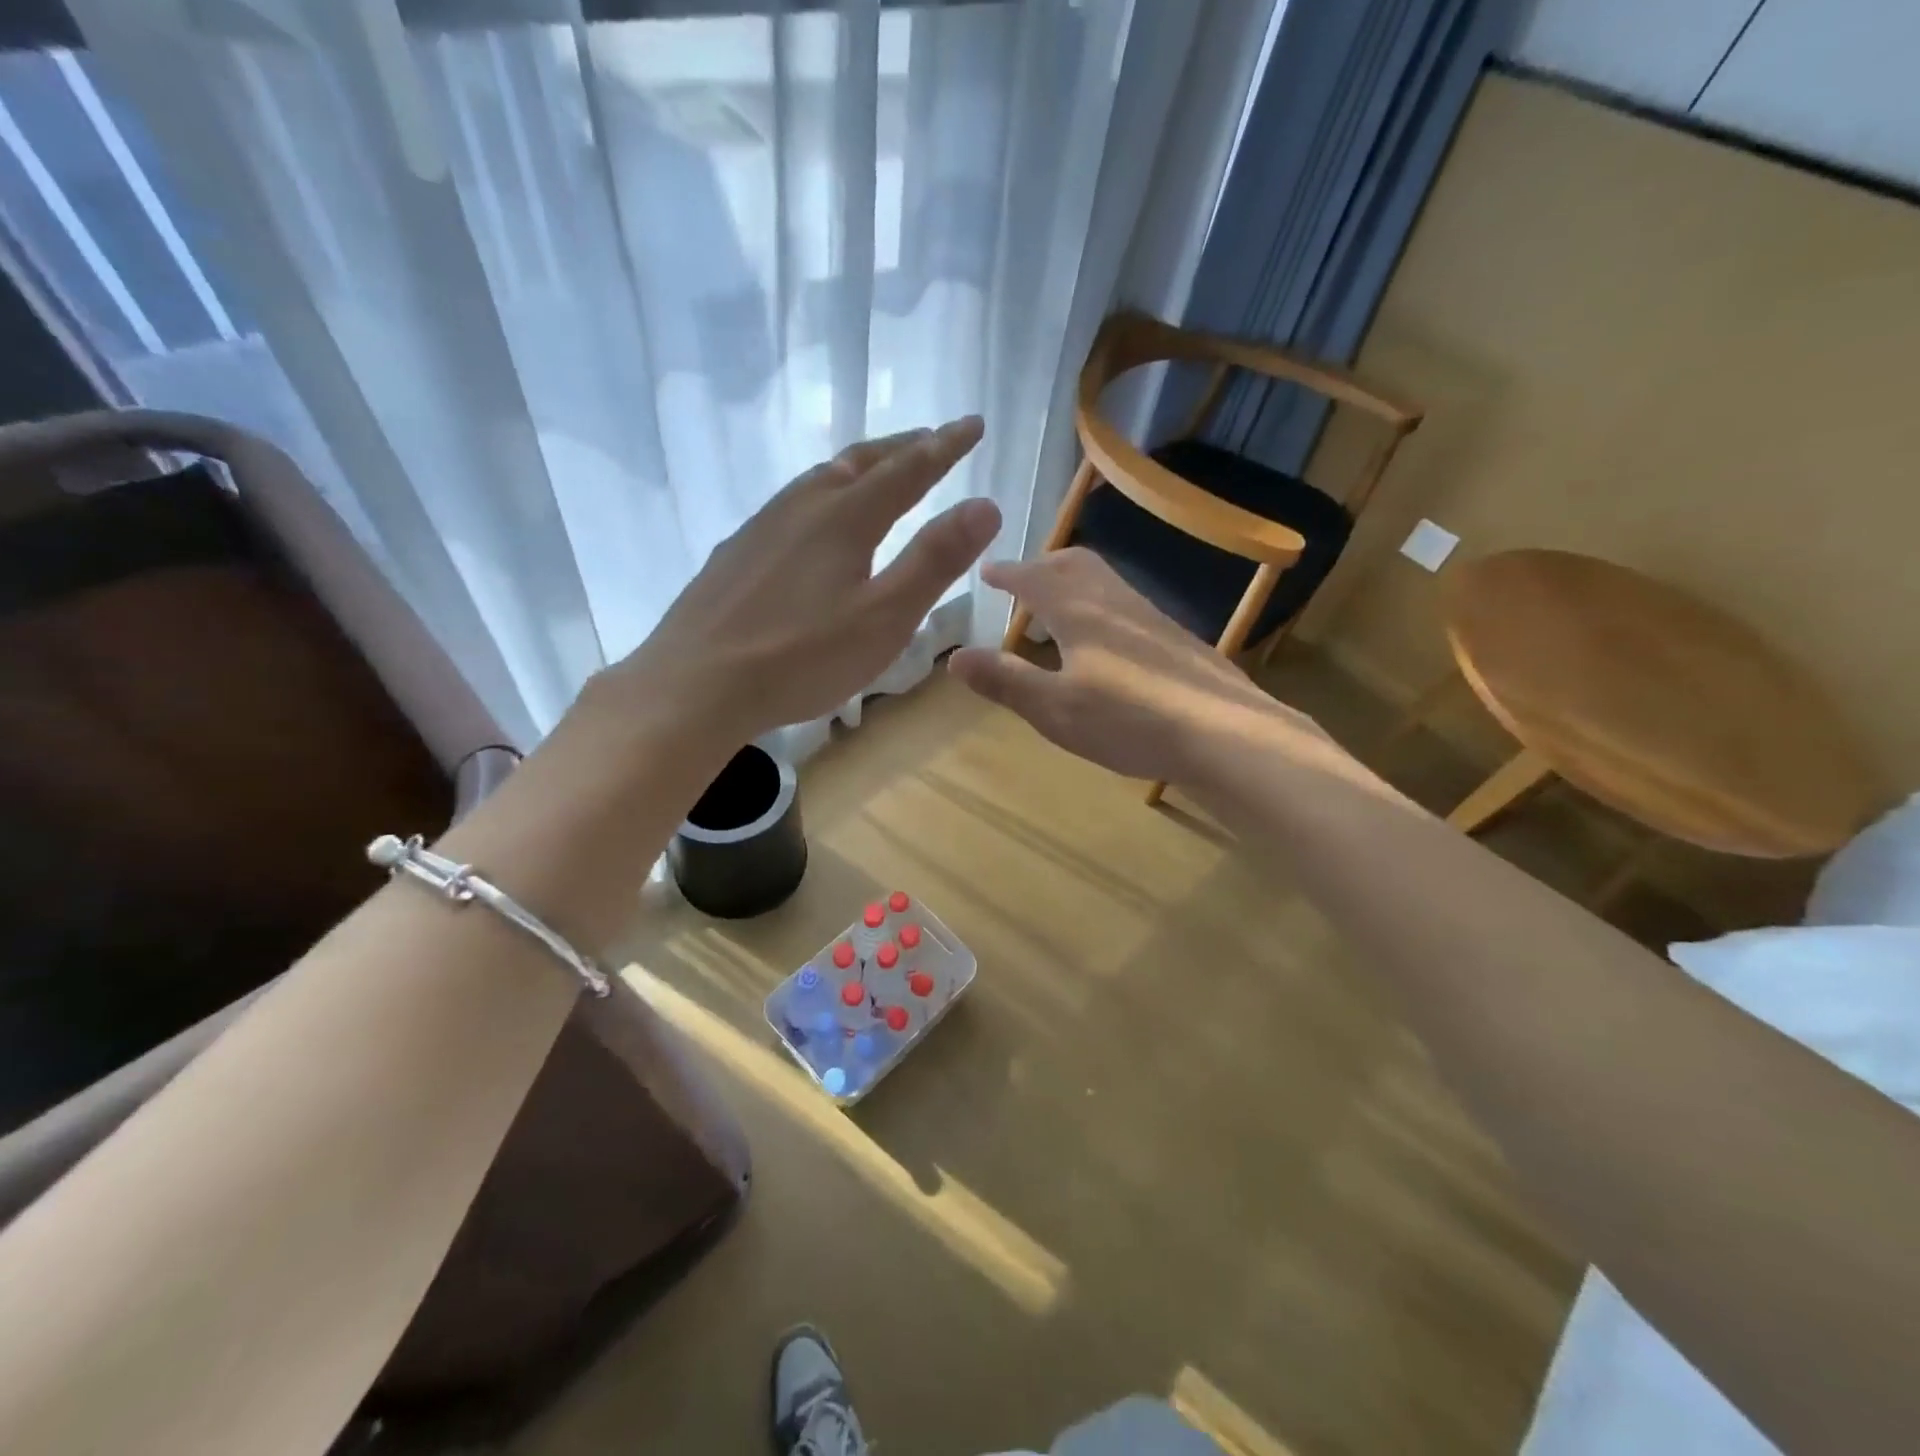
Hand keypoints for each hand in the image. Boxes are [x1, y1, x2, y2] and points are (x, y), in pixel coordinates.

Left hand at [602, 418, 994, 742]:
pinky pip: (790, 505)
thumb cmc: (800, 657)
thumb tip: (985, 504)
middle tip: (931, 438)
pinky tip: (812, 521)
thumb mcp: (885, 617)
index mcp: (845, 518)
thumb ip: (934, 560)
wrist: (694, 685)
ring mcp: (761, 527)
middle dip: (902, 447)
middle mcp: (802, 507)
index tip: (973, 424)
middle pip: (860, 462)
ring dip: (858, 466)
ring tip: (877, 469)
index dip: (945, 446)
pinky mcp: (735, 554)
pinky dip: (821, 495)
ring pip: (819, 479)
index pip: (908, 469)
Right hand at [948, 547, 1328, 783]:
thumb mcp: (1054, 708)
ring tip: (1055, 615)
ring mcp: (1150, 619)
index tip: (987, 570)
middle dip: (1042, 567)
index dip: (1007, 573)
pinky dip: (1097, 609)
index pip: (1033, 579)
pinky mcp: (1175, 640)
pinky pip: (1124, 607)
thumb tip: (954, 657)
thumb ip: (1005, 681)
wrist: (1223, 733)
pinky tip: (1103, 648)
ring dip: (1072, 587)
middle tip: (1021, 583)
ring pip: (1104, 584)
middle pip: (1074, 566)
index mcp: (1079, 612)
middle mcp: (1115, 603)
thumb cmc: (1128, 720)